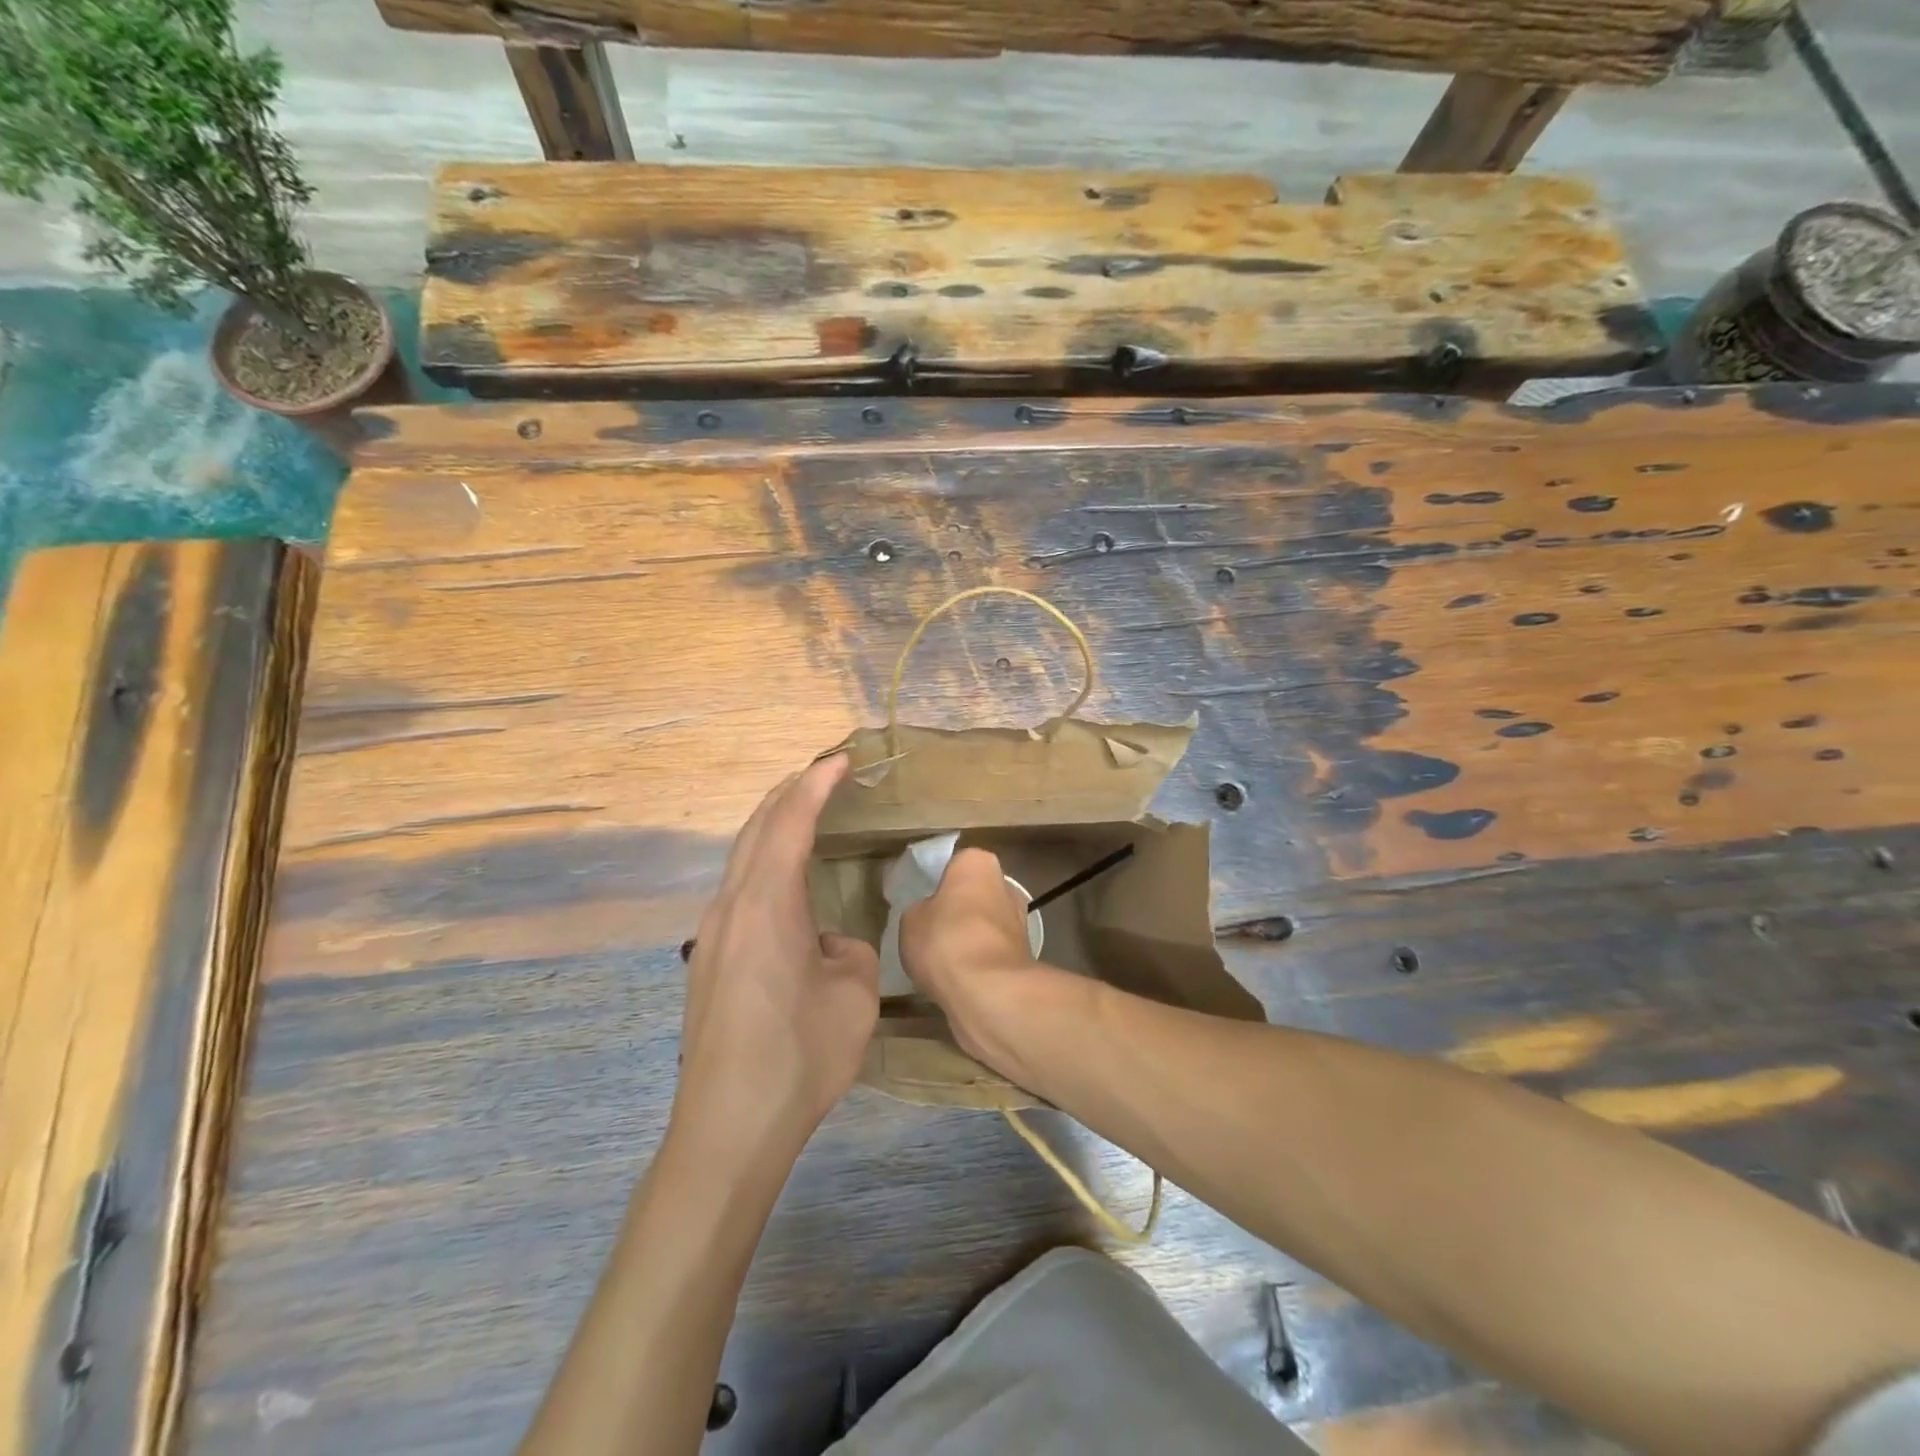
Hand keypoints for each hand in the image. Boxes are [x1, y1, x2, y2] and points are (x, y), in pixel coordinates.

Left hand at [674, 754, 878, 1157]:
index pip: (790, 822)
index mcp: (766, 903)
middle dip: (788, 794)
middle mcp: (730, 907)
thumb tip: (826, 944)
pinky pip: (737, 890)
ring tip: (804, 815)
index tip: (839, 759)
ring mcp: (711, 935)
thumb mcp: (854, 994)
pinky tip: (782, 883)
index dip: (815, 784)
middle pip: (755, 829)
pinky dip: (762, 863)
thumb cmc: (799, 1055)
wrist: (728, 1127)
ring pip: (740, 859)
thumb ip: (849, 950)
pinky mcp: (707, 962)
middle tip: (822, 775)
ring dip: (772, 828)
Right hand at [899, 848, 1043, 1065]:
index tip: (923, 901)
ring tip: (940, 960)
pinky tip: (957, 979)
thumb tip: (930, 915)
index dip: (938, 882)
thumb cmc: (945, 939)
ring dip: (969, 938)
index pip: (955, 864)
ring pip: (984, 925)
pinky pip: (991, 953)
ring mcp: (1019, 922)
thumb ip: (921, 909)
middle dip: (958, 910)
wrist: (988, 991)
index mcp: (978, 863)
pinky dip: (978, 963)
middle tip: (930, 930)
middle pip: (974, 894)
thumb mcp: (911, 919)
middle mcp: (1005, 886)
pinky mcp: (1023, 957)